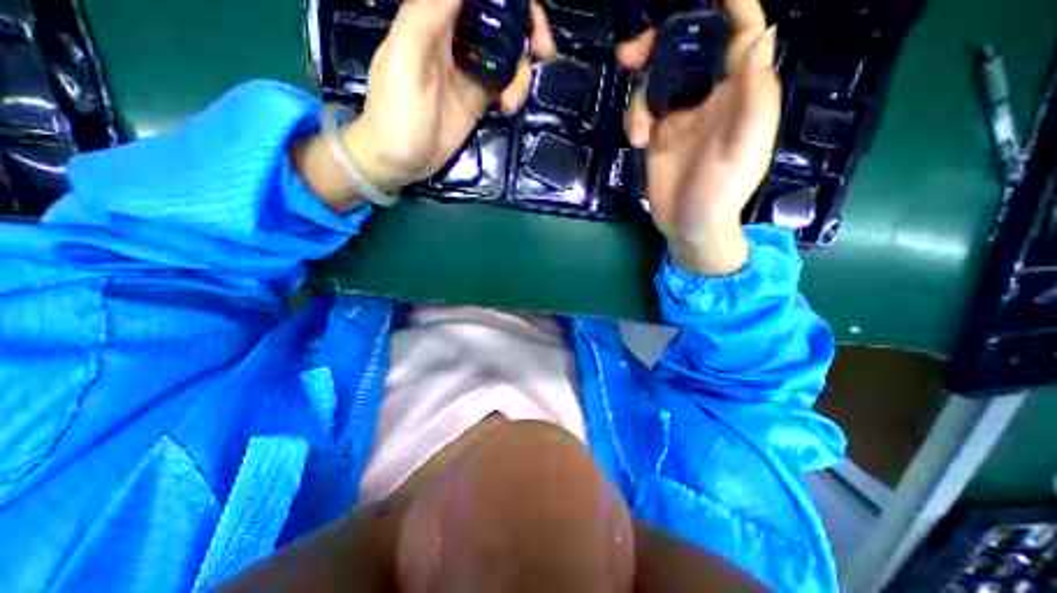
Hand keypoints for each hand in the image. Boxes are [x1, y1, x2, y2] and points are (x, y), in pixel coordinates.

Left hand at [347, 1, 560, 190]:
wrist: (400, 160)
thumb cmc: (396, 114)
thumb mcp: (405, 62)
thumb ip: (427, 16)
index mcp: (433, 16)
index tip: (528, 18)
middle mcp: (456, 37)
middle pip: (500, 18)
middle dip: (527, 29)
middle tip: (544, 51)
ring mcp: (470, 69)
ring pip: (509, 53)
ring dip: (521, 72)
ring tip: (513, 102)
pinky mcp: (479, 97)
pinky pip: (506, 83)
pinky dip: (515, 91)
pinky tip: (509, 108)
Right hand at [621, 0, 773, 275]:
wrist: (689, 226)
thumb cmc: (721, 193)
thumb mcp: (745, 149)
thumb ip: (755, 98)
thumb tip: (761, 36)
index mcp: (739, 94)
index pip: (741, 35)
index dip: (731, 6)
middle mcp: (708, 98)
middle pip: (686, 52)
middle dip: (659, 45)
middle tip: (629, 54)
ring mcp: (679, 117)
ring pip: (655, 82)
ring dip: (639, 98)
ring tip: (640, 133)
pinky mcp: (657, 136)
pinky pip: (641, 113)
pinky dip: (634, 121)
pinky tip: (639, 143)